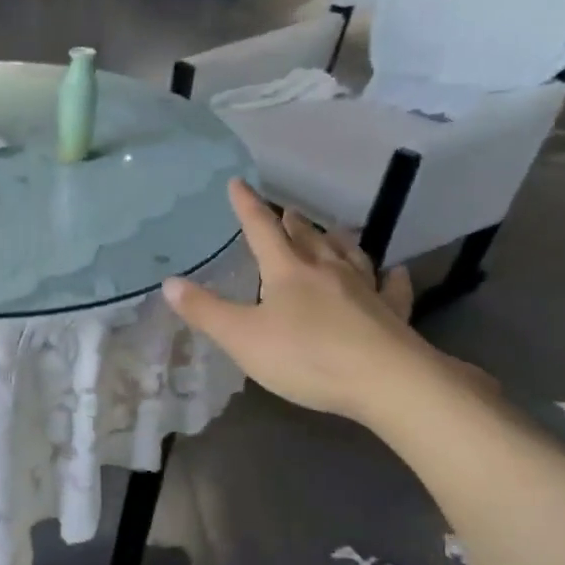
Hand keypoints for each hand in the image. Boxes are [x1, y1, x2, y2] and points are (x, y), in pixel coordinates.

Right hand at [163, 179, 472, 424]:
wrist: (385, 380)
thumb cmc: (305, 356)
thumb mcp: (241, 337)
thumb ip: (205, 311)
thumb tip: (169, 282)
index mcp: (288, 272)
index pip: (262, 230)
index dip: (248, 207)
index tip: (238, 183)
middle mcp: (327, 271)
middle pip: (308, 239)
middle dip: (293, 224)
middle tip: (287, 211)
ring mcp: (364, 290)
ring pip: (349, 255)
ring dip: (336, 241)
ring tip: (332, 231)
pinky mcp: (391, 314)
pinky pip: (391, 288)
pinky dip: (390, 277)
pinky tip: (395, 272)